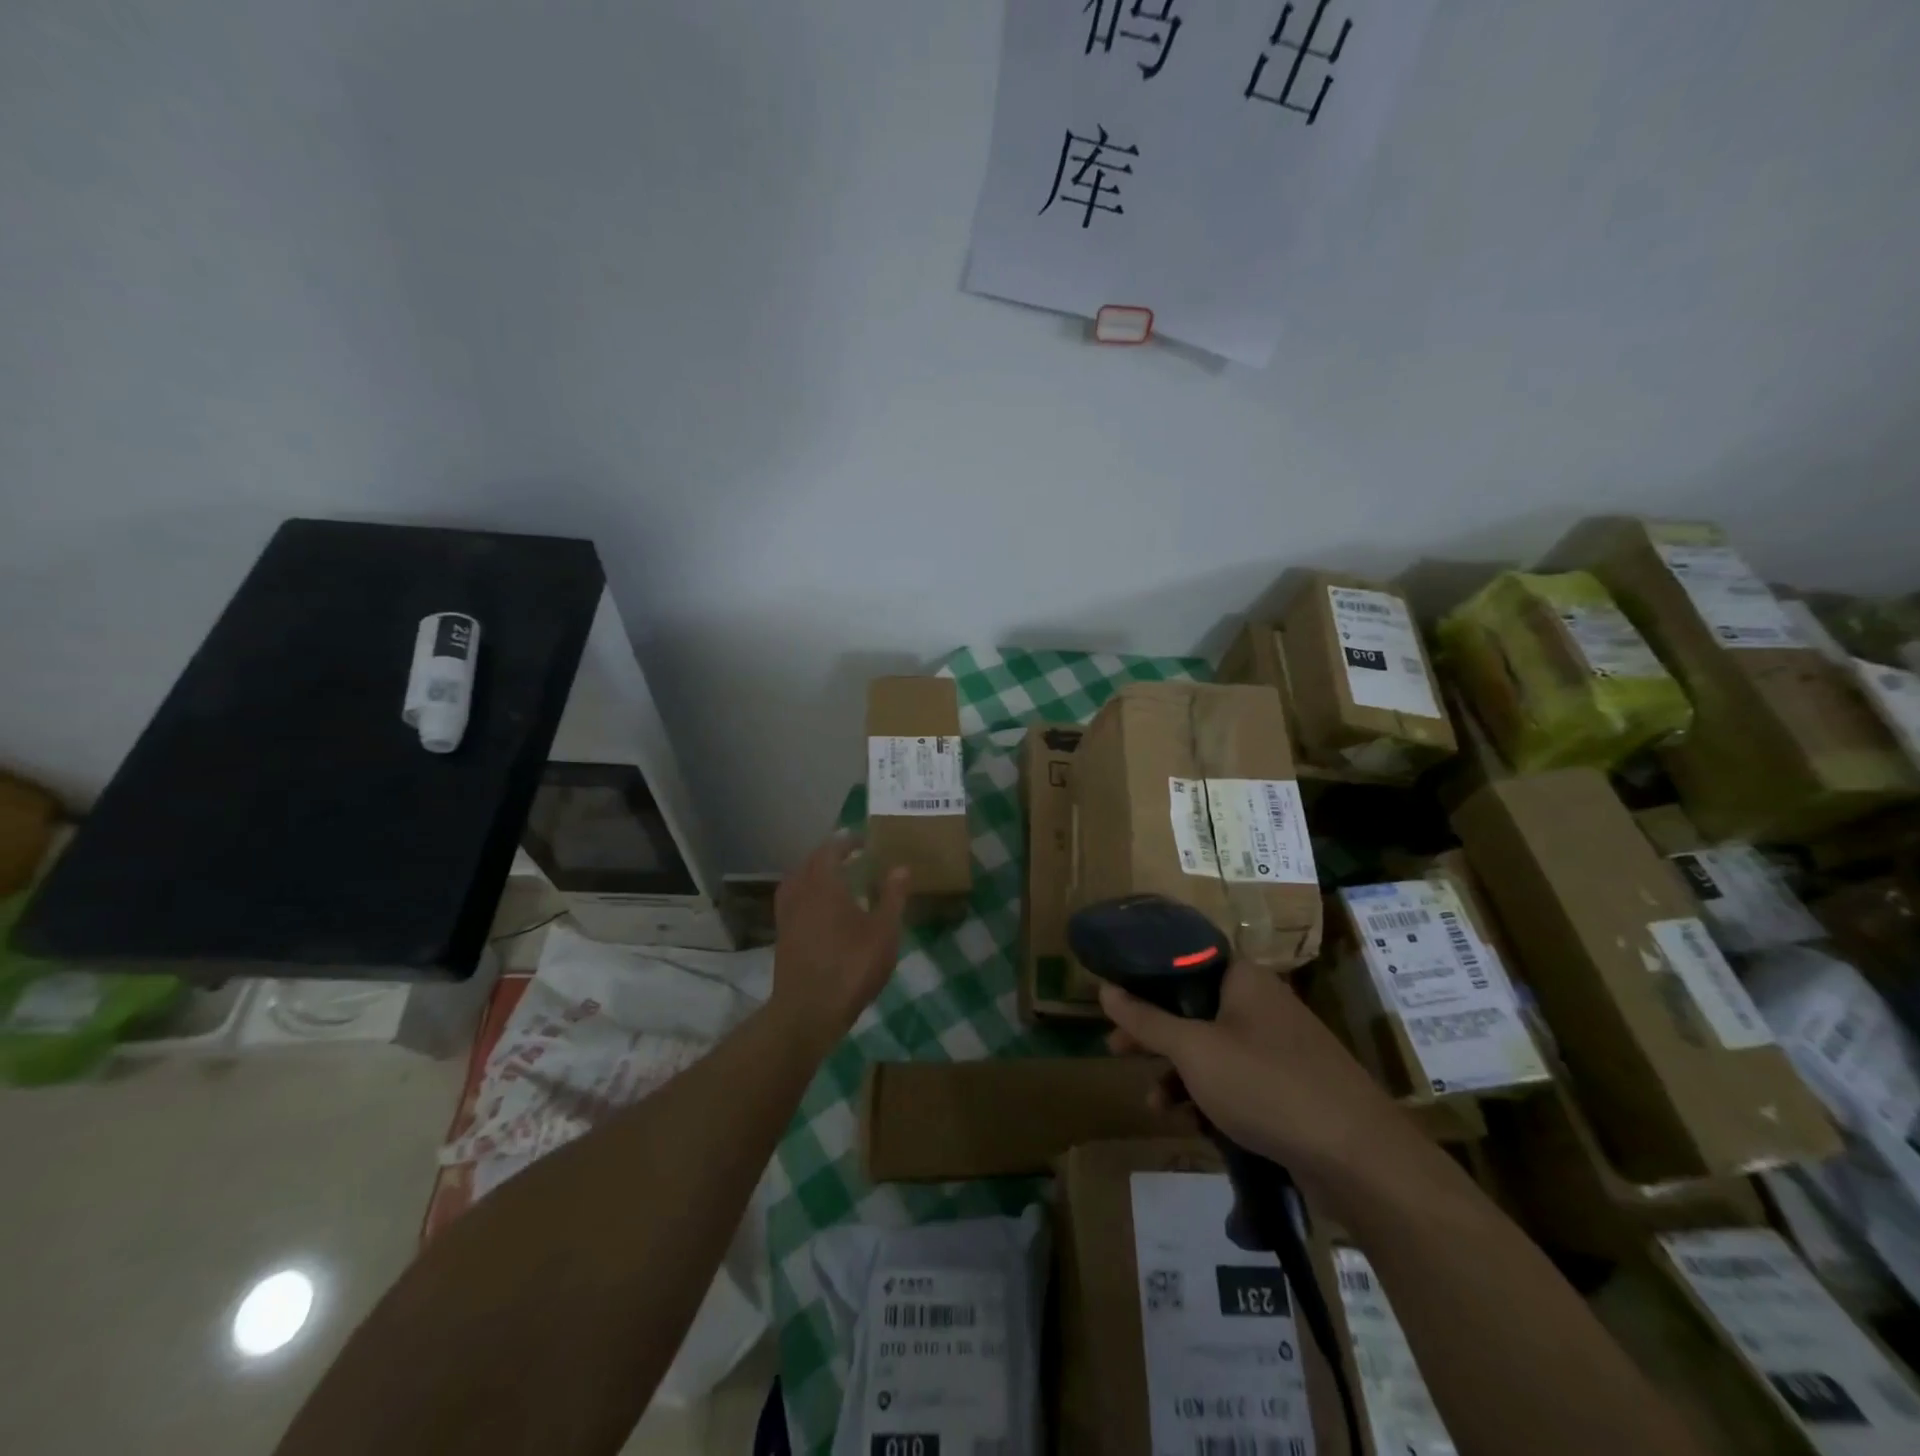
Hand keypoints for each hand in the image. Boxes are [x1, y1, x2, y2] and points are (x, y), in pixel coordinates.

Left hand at [771, 834, 909, 1052]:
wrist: (807, 1012)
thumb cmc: (851, 966)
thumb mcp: (883, 931)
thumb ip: (892, 896)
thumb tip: (900, 867)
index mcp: (823, 882)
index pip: (831, 849)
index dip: (847, 842)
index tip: (863, 841)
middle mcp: (800, 891)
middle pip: (811, 863)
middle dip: (830, 856)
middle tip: (853, 858)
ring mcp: (786, 915)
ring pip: (798, 882)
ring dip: (815, 875)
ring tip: (836, 881)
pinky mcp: (782, 936)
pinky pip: (793, 902)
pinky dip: (807, 896)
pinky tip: (823, 911)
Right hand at [1100, 960, 1411, 1179]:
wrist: (1358, 1158)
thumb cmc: (1265, 1085)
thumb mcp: (1193, 1051)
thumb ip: (1146, 1020)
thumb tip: (1104, 989)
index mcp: (1243, 979)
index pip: (1184, 962)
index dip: (1145, 981)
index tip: (1116, 1002)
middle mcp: (1262, 1004)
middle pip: (1194, 1008)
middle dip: (1155, 1034)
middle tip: (1117, 1050)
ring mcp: (1280, 1046)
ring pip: (1214, 1049)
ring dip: (1179, 1073)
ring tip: (1154, 1104)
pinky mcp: (1292, 1086)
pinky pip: (1239, 1080)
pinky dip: (1212, 1096)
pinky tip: (1195, 1125)